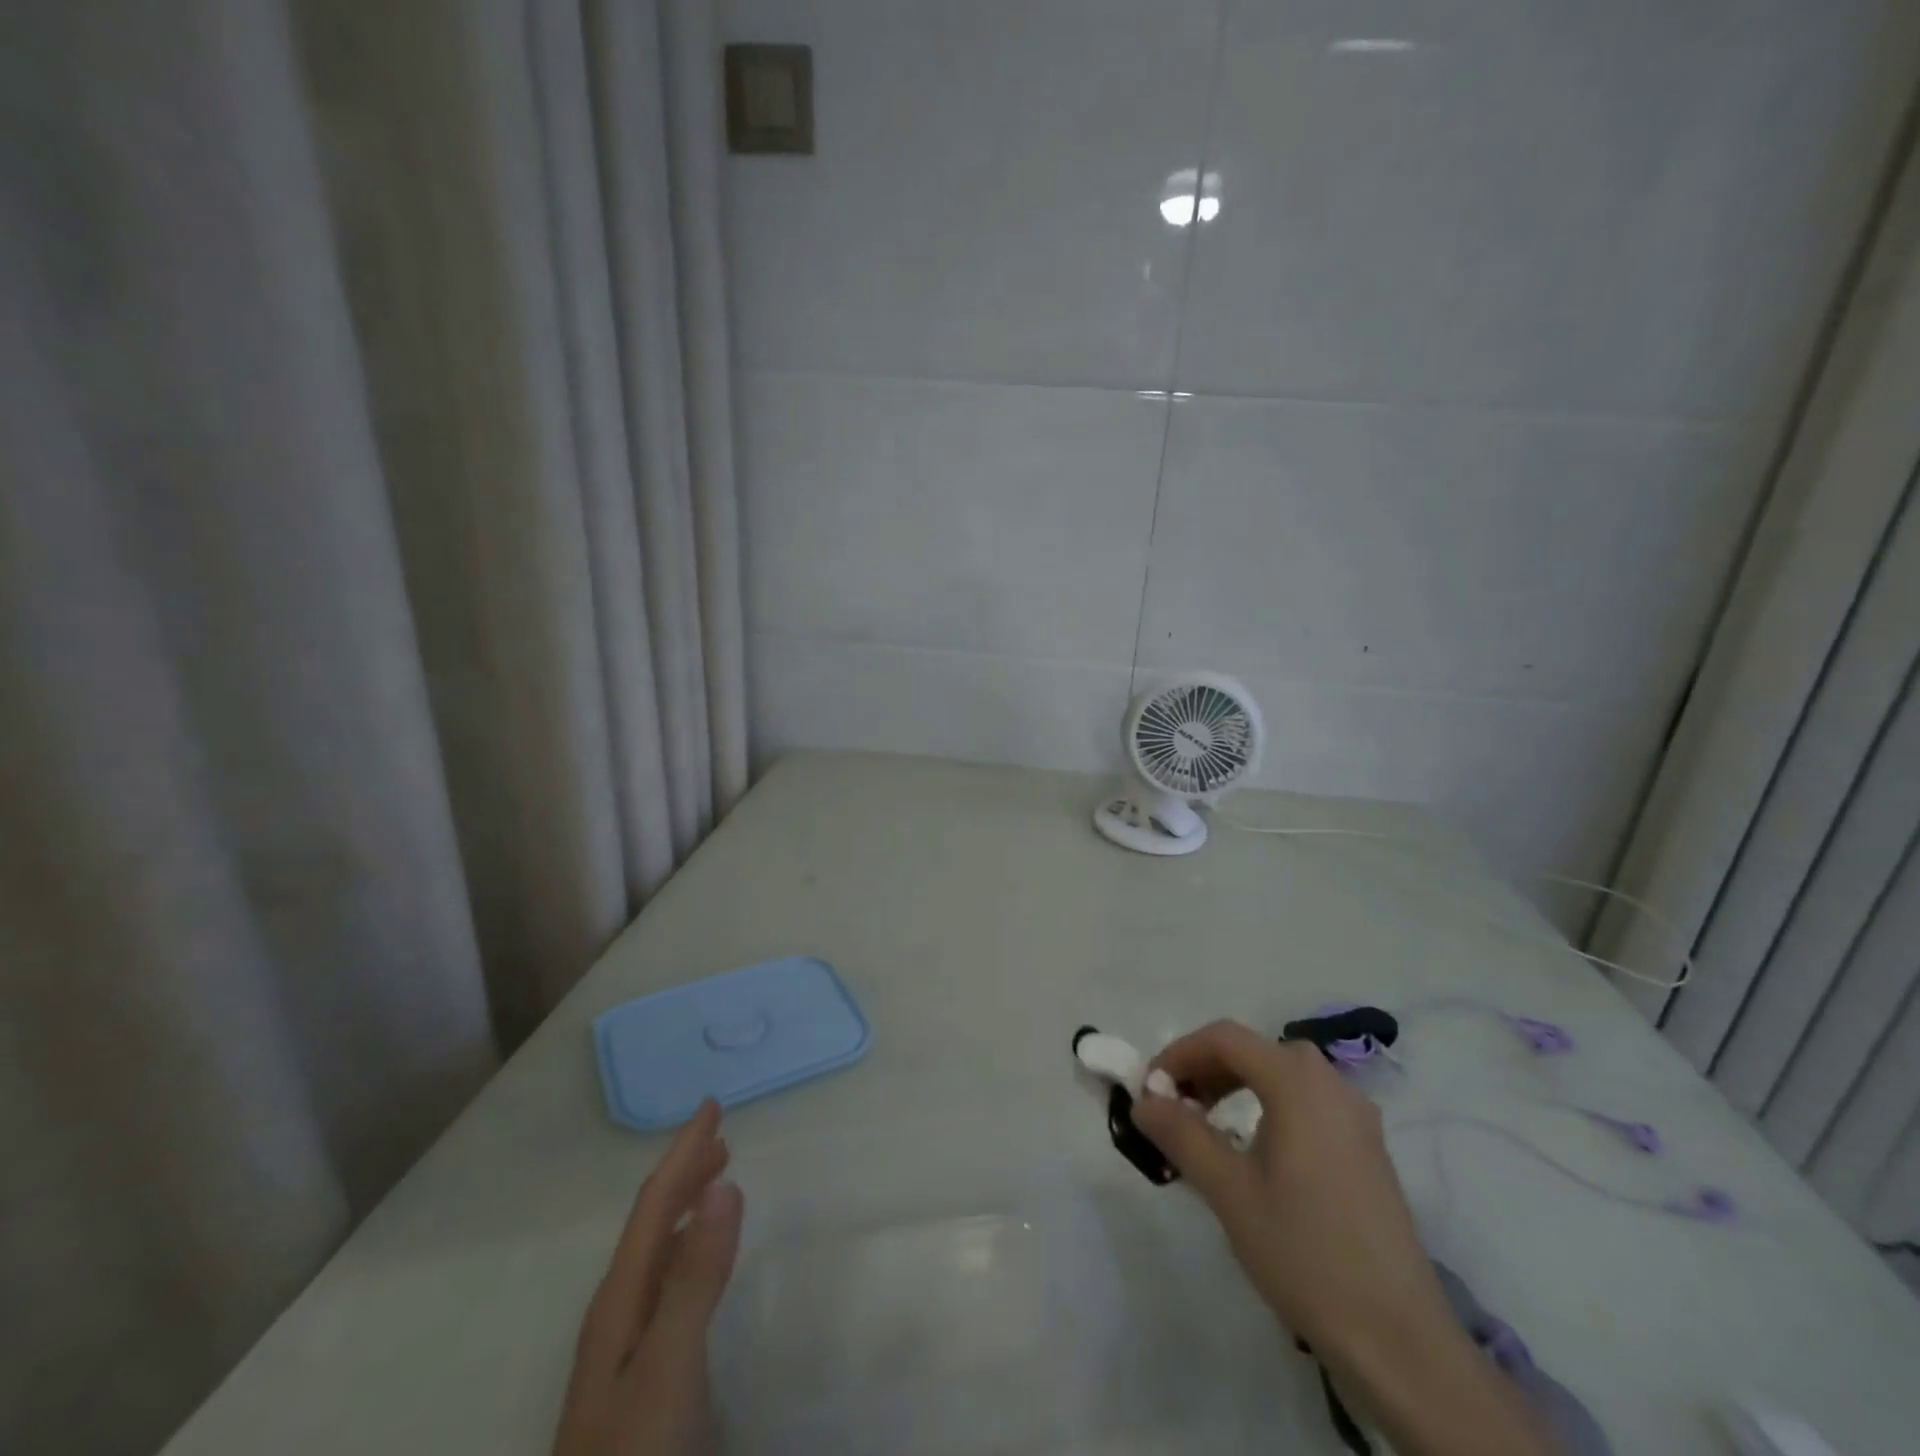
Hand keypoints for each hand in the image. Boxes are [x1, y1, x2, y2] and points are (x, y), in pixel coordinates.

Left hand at [552, 1100, 744, 1455]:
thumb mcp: (668, 1368)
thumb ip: (696, 1278)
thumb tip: (723, 1182)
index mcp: (620, 1302)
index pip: (655, 1206)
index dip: (683, 1152)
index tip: (712, 1106)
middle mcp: (619, 1316)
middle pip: (653, 1224)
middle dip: (684, 1172)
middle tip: (720, 1135)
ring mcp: (629, 1351)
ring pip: (660, 1255)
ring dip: (686, 1209)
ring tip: (714, 1183)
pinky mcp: (647, 1380)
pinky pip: (670, 1287)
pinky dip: (691, 1253)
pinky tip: (700, 1267)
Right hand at [1131, 1023, 1553, 1455]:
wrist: (1399, 1339)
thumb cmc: (1304, 1252)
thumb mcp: (1229, 1191)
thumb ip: (1181, 1134)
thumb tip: (1143, 1099)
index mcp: (1297, 1082)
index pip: (1224, 1038)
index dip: (1179, 1054)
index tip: (1149, 1089)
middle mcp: (1331, 1083)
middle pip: (1255, 1051)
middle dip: (1206, 1069)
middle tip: (1174, 1107)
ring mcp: (1356, 1115)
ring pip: (1282, 1074)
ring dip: (1236, 1085)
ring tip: (1207, 1126)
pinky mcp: (1368, 1147)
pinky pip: (1307, 1101)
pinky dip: (1269, 1105)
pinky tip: (1256, 1150)